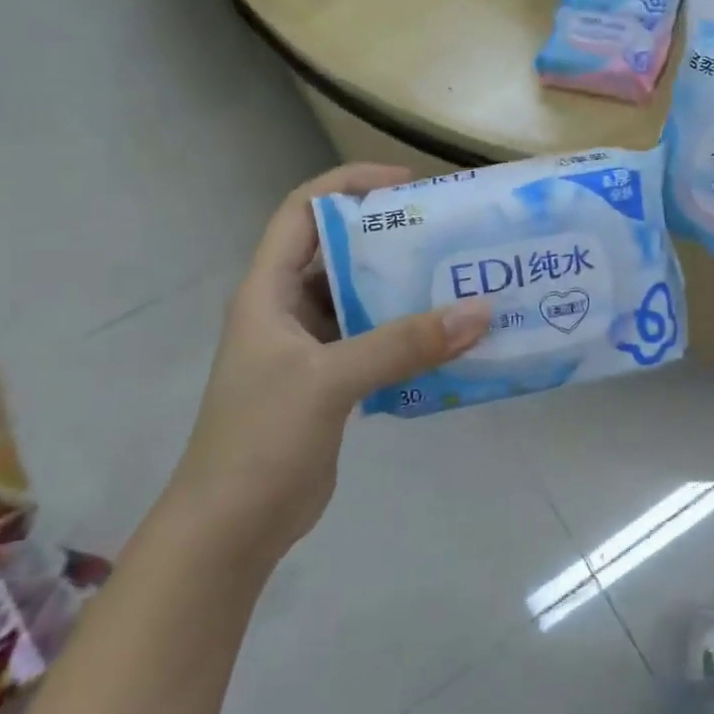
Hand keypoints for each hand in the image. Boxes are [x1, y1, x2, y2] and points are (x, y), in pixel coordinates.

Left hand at [171, 164, 490, 563]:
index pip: (304, 210)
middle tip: (453, 233)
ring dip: (408, 289)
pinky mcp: (333, 381)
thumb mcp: (329, 380)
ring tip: (463, 280)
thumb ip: (403, 343)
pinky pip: (378, 340)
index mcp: (269, 290)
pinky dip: (411, 334)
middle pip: (342, 251)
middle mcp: (289, 308)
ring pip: (364, 298)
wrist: (232, 529)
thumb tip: (481, 310)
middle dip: (394, 237)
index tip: (409, 184)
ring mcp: (311, 347)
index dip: (351, 184)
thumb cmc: (260, 440)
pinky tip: (452, 338)